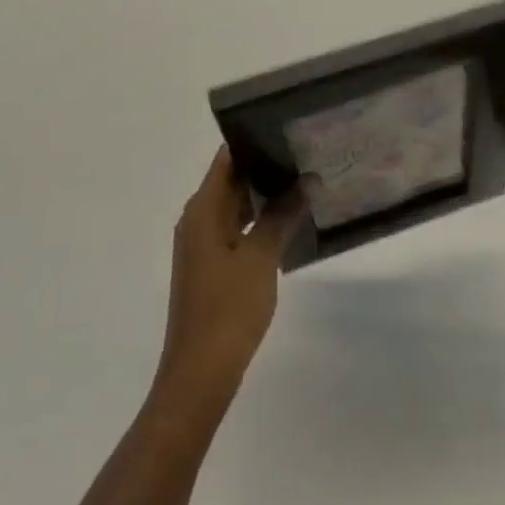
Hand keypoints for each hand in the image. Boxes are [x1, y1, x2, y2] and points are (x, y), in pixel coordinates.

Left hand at [155, 148, 305, 411]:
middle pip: (231, 179)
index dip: (253, 140)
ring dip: (264, 194)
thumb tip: (307, 180)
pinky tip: (288, 220)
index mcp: (203, 209)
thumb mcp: (261, 257)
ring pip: (235, 205)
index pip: (227, 158)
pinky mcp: (211, 266)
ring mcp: (203, 245)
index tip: (287, 129)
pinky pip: (236, 228)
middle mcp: (198, 219)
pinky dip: (258, 220)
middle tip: (305, 152)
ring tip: (303, 180)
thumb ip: (283, 215)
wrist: (199, 376)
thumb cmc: (227, 309)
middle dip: (264, 166)